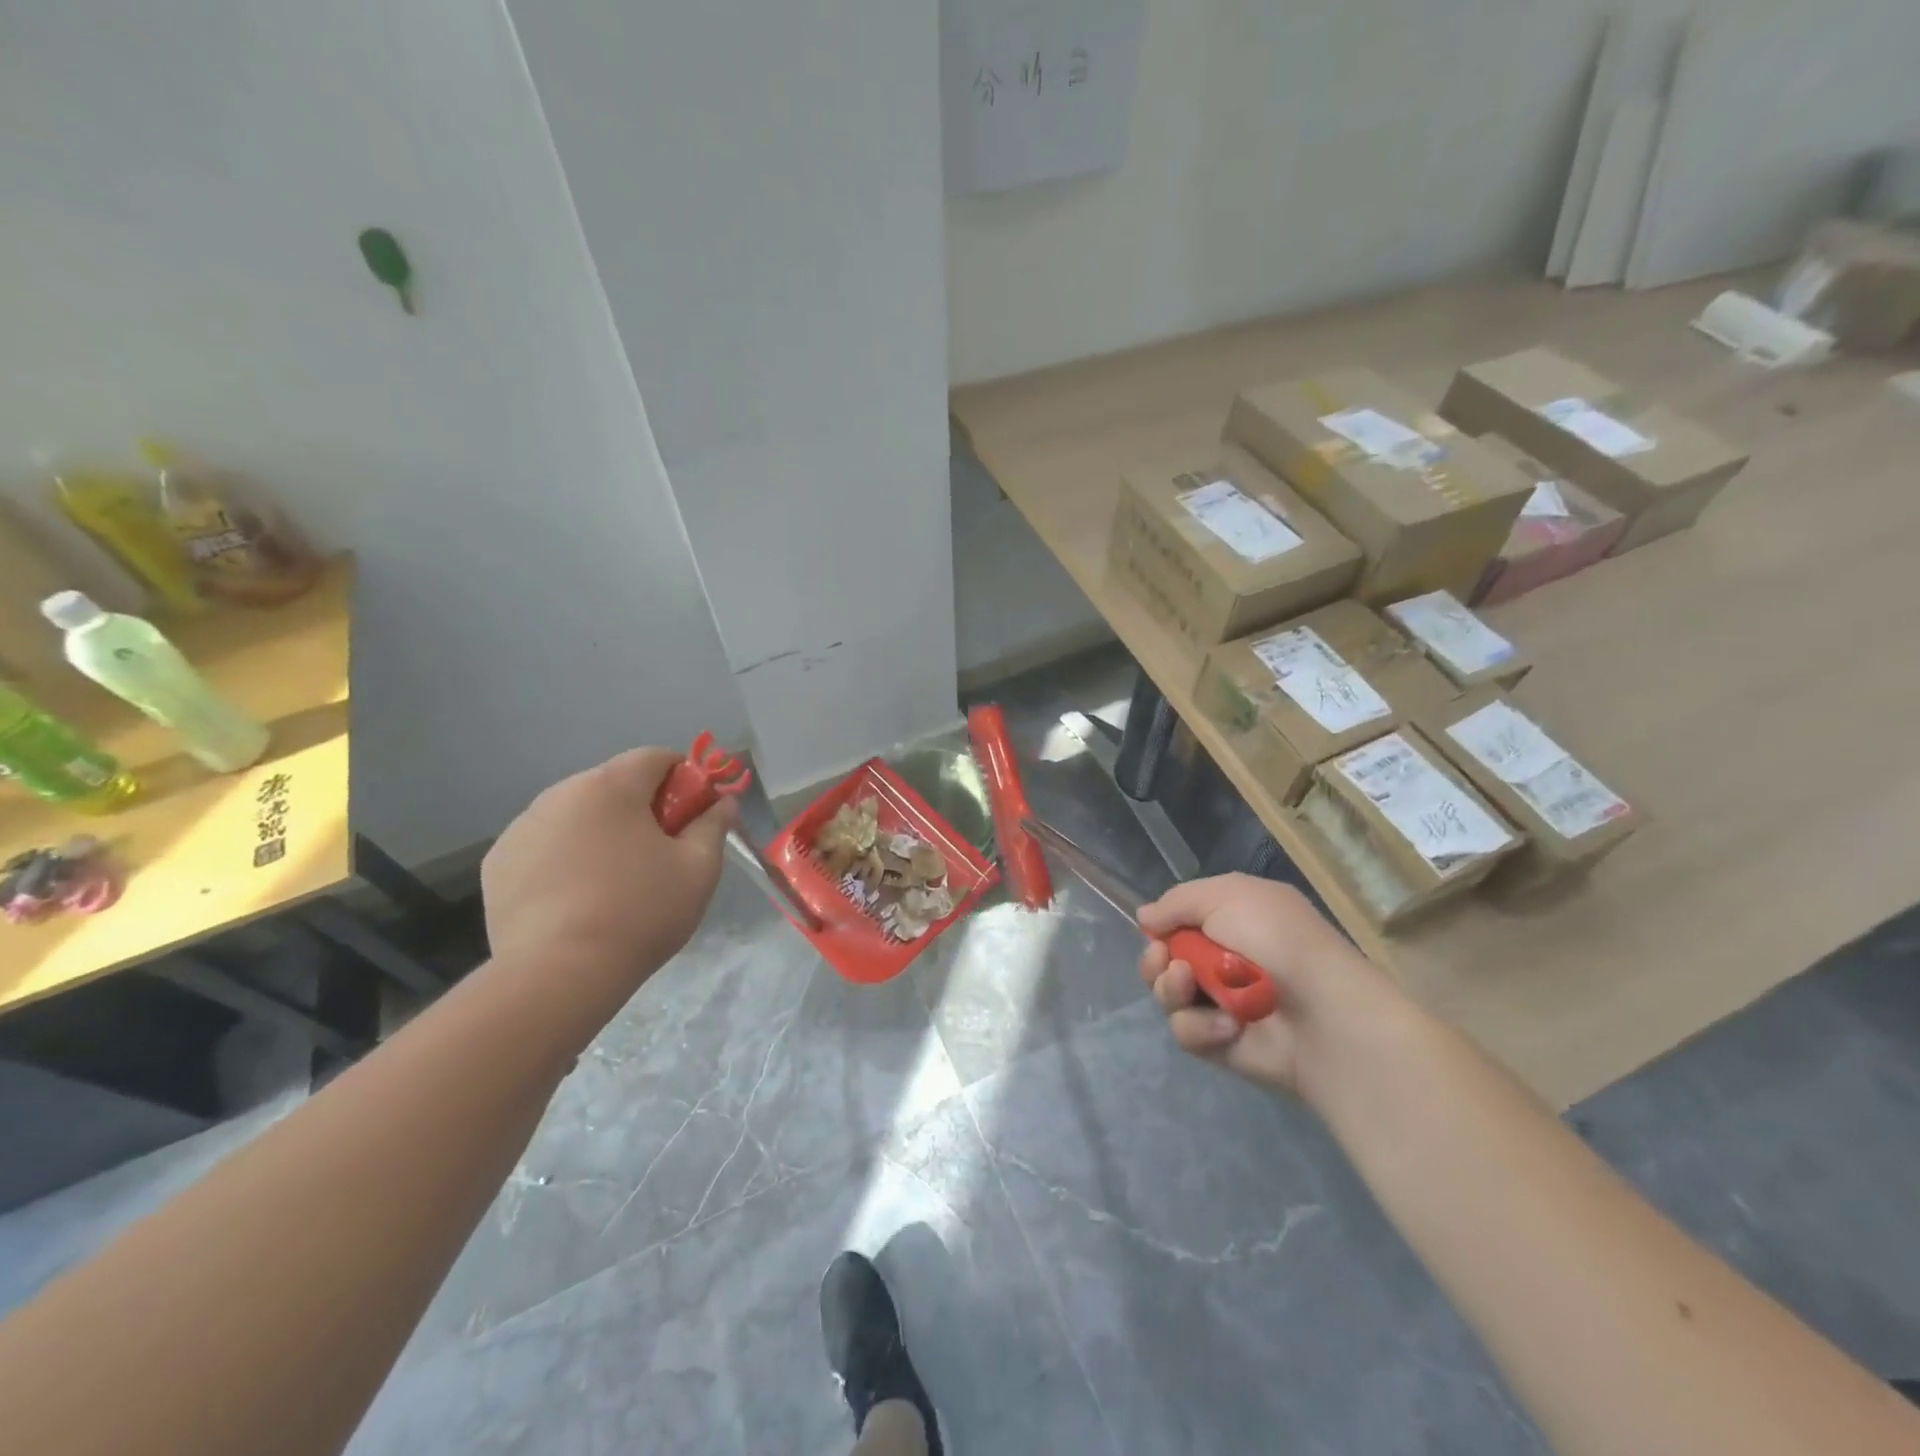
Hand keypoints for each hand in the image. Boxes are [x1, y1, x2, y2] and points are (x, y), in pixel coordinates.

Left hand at [482, 747, 737, 997]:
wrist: (558, 974)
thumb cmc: (640, 912)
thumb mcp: (698, 868)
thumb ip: (713, 825)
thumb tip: (722, 803)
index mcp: (611, 785)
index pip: (656, 758)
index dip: (684, 779)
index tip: (694, 815)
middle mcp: (561, 792)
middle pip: (614, 785)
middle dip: (642, 808)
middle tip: (660, 853)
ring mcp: (522, 827)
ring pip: (577, 814)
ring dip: (601, 831)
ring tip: (614, 881)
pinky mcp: (498, 863)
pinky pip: (545, 844)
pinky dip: (565, 857)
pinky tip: (576, 898)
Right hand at [1137, 874, 1395, 1101]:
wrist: (1324, 1014)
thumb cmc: (1279, 941)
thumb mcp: (1228, 896)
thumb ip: (1178, 901)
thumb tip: (1144, 917)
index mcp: (1231, 921)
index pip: (1178, 921)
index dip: (1162, 926)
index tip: (1157, 930)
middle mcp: (1221, 960)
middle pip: (1162, 960)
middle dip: (1155, 960)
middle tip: (1168, 961)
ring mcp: (1220, 1004)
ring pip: (1166, 995)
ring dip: (1171, 990)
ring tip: (1192, 987)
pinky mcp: (1220, 1044)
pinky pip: (1186, 1032)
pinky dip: (1200, 1027)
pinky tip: (1228, 1026)